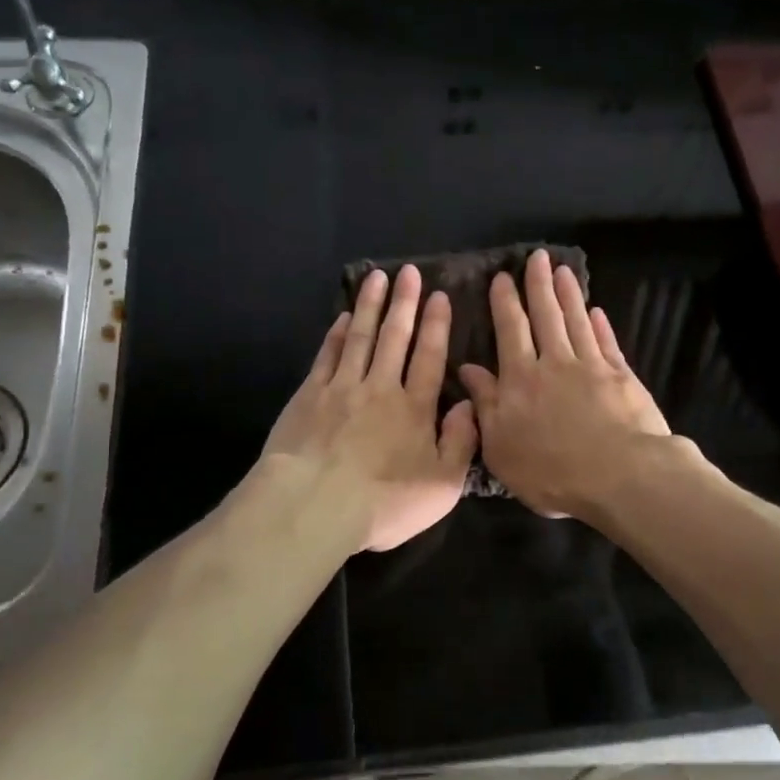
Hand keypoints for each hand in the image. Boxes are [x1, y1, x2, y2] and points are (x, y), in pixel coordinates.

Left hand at [262, 264, 477, 552]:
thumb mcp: (442, 484)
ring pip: (359, 337)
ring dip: (369, 306)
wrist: (314, 506)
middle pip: (394, 337)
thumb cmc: (384, 502)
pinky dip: (335, 334)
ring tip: (377, 278)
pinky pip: (326, 356)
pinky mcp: (309, 396)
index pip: (429, 357)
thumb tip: (470, 404)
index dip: (435, 325)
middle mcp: (380, 388)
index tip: (438, 296)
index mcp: (414, 408)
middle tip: (409, 272)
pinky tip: (341, 318)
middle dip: (404, 303)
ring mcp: (341, 388)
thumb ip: (461, 442)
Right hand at [457, 248, 670, 517]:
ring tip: (563, 270)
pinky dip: (600, 325)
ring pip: (576, 321)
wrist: (620, 476)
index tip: (502, 278)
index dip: (505, 302)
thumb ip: (485, 404)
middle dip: (538, 285)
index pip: (510, 331)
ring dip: (569, 295)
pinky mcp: (622, 377)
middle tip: (537, 257)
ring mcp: (592, 367)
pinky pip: (607, 342)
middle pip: (545, 316)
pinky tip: (597, 311)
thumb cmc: (551, 471)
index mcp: (520, 379)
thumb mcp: (501, 446)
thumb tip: (468, 369)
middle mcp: (554, 363)